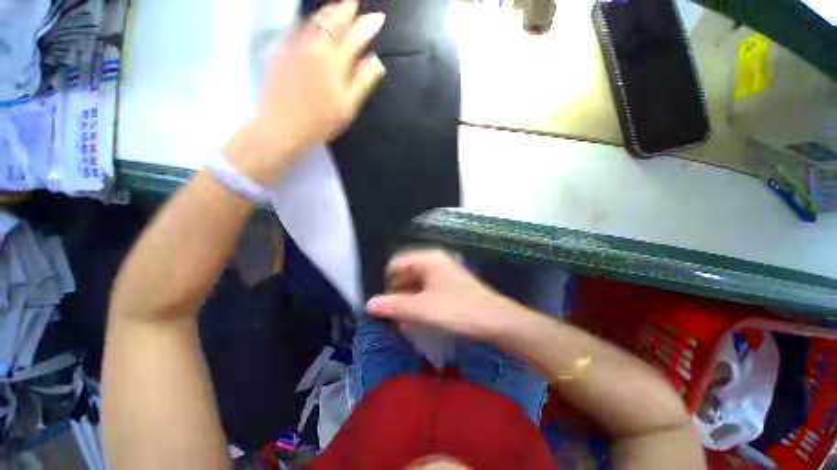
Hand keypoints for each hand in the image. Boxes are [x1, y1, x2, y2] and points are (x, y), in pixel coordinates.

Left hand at [226, 0, 385, 183]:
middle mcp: (315, 46)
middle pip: (333, 20)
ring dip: (328, 10)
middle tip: (354, 3)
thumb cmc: (320, 121)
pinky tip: (310, 20)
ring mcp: (295, 45)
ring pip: (314, 19)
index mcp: (334, 61)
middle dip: (346, 9)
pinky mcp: (281, 50)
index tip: (378, 18)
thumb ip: (362, 82)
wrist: (282, 126)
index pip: (355, 36)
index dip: (368, 26)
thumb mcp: (348, 107)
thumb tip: (377, 61)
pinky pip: (296, 26)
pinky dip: (307, 19)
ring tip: (337, 6)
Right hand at [367, 251, 531, 341]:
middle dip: (396, 293)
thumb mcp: (422, 309)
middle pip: (406, 273)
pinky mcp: (450, 286)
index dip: (386, 283)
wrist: (496, 321)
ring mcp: (444, 274)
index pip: (396, 264)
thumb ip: (394, 306)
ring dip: (407, 300)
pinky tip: (417, 319)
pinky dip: (419, 303)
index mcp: (428, 260)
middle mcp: (435, 262)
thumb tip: (369, 304)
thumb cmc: (458, 310)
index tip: (382, 303)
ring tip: (402, 321)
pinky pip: (427, 291)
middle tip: (391, 315)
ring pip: (416, 284)